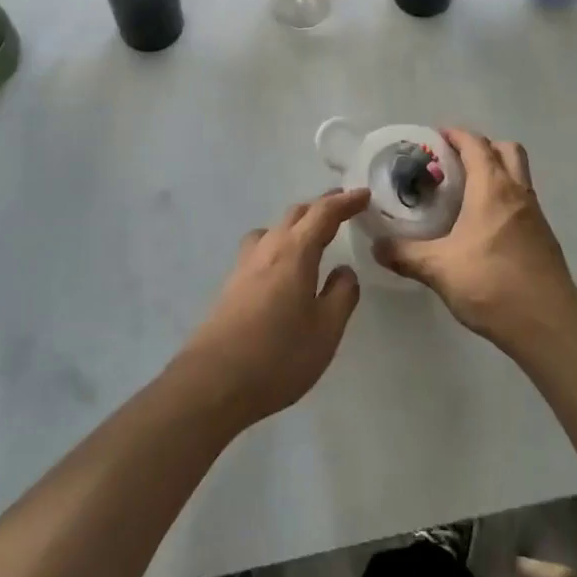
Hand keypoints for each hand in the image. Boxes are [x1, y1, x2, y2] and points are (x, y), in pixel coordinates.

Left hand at [172, 189, 368, 429]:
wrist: (213, 381)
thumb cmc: (278, 356)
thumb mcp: (326, 330)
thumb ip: (342, 295)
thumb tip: (344, 270)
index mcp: (295, 252)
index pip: (323, 213)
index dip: (345, 202)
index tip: (364, 195)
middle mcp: (268, 248)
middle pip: (296, 214)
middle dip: (321, 208)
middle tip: (343, 209)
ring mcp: (244, 264)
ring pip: (274, 229)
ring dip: (296, 224)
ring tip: (312, 236)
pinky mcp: (231, 284)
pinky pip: (260, 248)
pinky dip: (279, 243)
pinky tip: (283, 267)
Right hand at [373, 128, 576, 355]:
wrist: (548, 326)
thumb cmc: (491, 285)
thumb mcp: (438, 269)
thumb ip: (404, 254)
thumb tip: (377, 246)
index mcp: (492, 188)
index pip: (476, 145)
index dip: (456, 135)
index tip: (436, 137)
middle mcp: (518, 193)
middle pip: (506, 150)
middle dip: (482, 147)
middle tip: (455, 162)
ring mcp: (536, 216)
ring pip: (519, 175)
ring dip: (496, 172)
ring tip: (466, 193)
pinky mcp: (544, 238)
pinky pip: (523, 202)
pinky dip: (504, 199)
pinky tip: (484, 227)